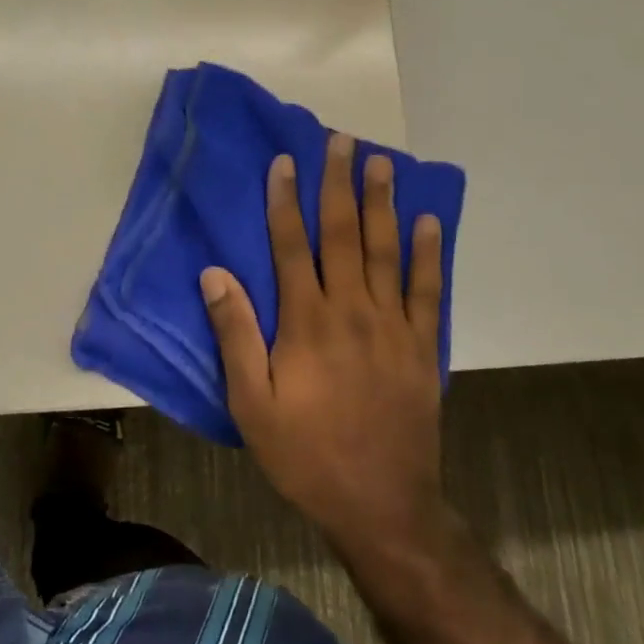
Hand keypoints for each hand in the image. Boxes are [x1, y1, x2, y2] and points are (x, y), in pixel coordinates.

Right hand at [203, 133, 447, 552]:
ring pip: (385, 250)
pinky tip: (429, 221)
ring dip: (382, 203)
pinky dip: (428, 253)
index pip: (292, 246)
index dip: (285, 201)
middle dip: (338, 184)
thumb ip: (235, 334)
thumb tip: (215, 274)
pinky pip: (427, 289)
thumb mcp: (251, 403)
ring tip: (381, 163)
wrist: (381, 503)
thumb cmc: (305, 453)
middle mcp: (351, 310)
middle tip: (341, 140)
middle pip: (342, 234)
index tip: (285, 162)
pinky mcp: (421, 345)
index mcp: (306, 322)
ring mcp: (392, 324)